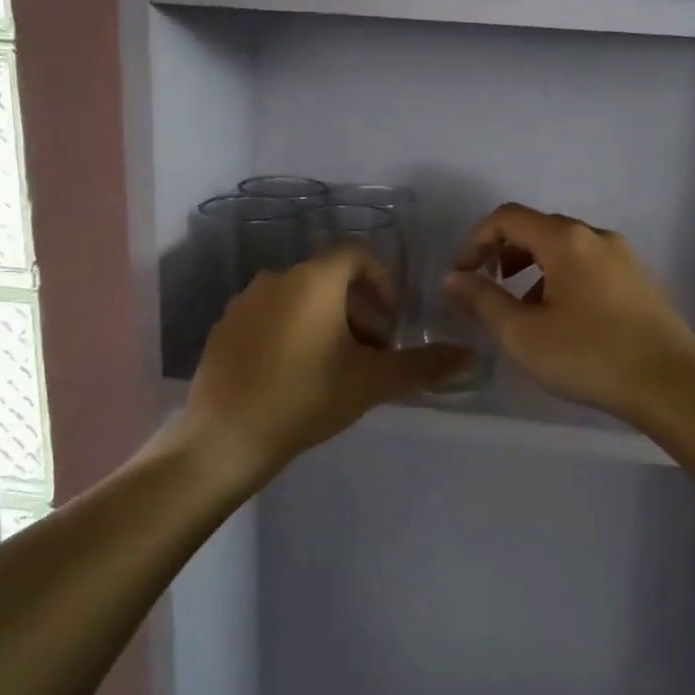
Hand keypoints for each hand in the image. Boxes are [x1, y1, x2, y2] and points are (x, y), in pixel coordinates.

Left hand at [181, 245, 472, 480]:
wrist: (222, 440)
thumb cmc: (305, 399)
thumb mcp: (372, 382)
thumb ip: (424, 365)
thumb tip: (471, 356)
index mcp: (313, 280)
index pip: (357, 253)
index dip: (383, 280)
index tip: (393, 320)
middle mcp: (276, 279)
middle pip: (331, 279)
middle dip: (360, 310)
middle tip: (374, 353)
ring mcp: (244, 303)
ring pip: (301, 299)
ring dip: (329, 323)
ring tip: (339, 368)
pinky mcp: (224, 329)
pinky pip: (271, 317)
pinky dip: (294, 332)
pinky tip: (297, 376)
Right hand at [444, 204, 694, 426]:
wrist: (672, 383)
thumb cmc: (589, 355)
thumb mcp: (522, 333)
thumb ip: (482, 300)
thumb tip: (453, 278)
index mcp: (566, 239)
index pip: (507, 217)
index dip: (475, 240)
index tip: (462, 275)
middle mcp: (596, 236)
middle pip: (538, 228)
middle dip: (504, 253)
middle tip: (489, 288)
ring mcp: (623, 256)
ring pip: (565, 248)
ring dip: (533, 268)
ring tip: (524, 311)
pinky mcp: (638, 279)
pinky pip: (588, 265)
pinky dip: (562, 278)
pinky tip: (563, 320)